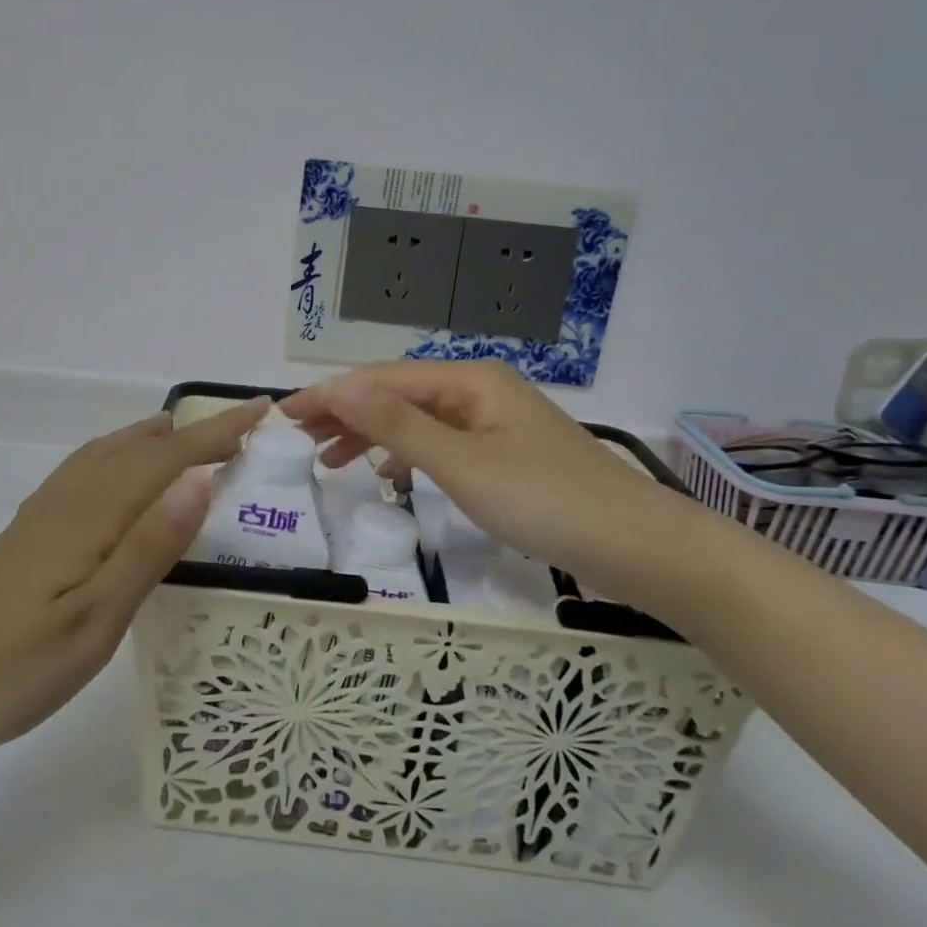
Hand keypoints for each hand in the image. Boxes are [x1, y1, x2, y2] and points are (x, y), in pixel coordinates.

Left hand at [0, 399, 267, 776]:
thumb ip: (147, 548)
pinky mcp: (27, 532)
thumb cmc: (12, 665)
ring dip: (152, 438)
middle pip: (139, 448)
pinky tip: (114, 476)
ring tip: (183, 436)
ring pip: (107, 453)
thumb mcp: (94, 619)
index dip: (217, 433)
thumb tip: (198, 480)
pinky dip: (115, 454)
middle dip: (192, 432)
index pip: (168, 459)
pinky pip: (85, 470)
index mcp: (94, 514)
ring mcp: (43, 513)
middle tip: (237, 429)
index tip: (260, 410)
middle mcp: (70, 499)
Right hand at [283, 363, 709, 612]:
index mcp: (468, 380)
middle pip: (397, 393)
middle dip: (346, 412)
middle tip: (297, 439)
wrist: (642, 548)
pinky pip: (440, 443)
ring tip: (329, 459)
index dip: (330, 395)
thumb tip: (335, 384)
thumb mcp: (461, 463)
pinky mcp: (504, 454)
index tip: (283, 417)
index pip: (381, 379)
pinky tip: (388, 475)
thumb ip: (396, 424)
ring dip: (371, 434)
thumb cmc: (547, 501)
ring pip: (417, 419)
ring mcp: (494, 422)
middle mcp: (478, 390)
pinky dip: (406, 454)